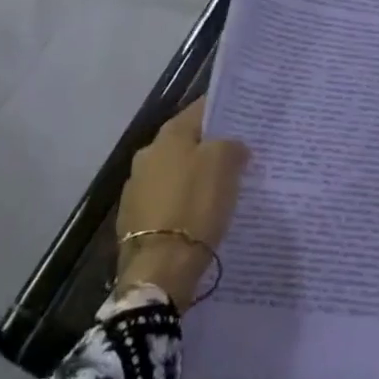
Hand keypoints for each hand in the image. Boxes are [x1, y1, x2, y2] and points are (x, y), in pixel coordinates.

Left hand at [116, 101, 248, 310]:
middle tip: (237, 156)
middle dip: (209, 147)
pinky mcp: (133, 220)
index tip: (245, 119)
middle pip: (186, 141)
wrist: (159, 269)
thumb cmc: (195, 205)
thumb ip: (231, 146)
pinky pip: (166, 200)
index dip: (224, 112)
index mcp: (169, 134)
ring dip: (194, 176)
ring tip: (220, 188)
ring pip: (175, 171)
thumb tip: (232, 146)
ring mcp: (136, 188)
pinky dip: (182, 202)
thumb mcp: (225, 164)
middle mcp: (147, 154)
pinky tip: (198, 215)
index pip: (201, 109)